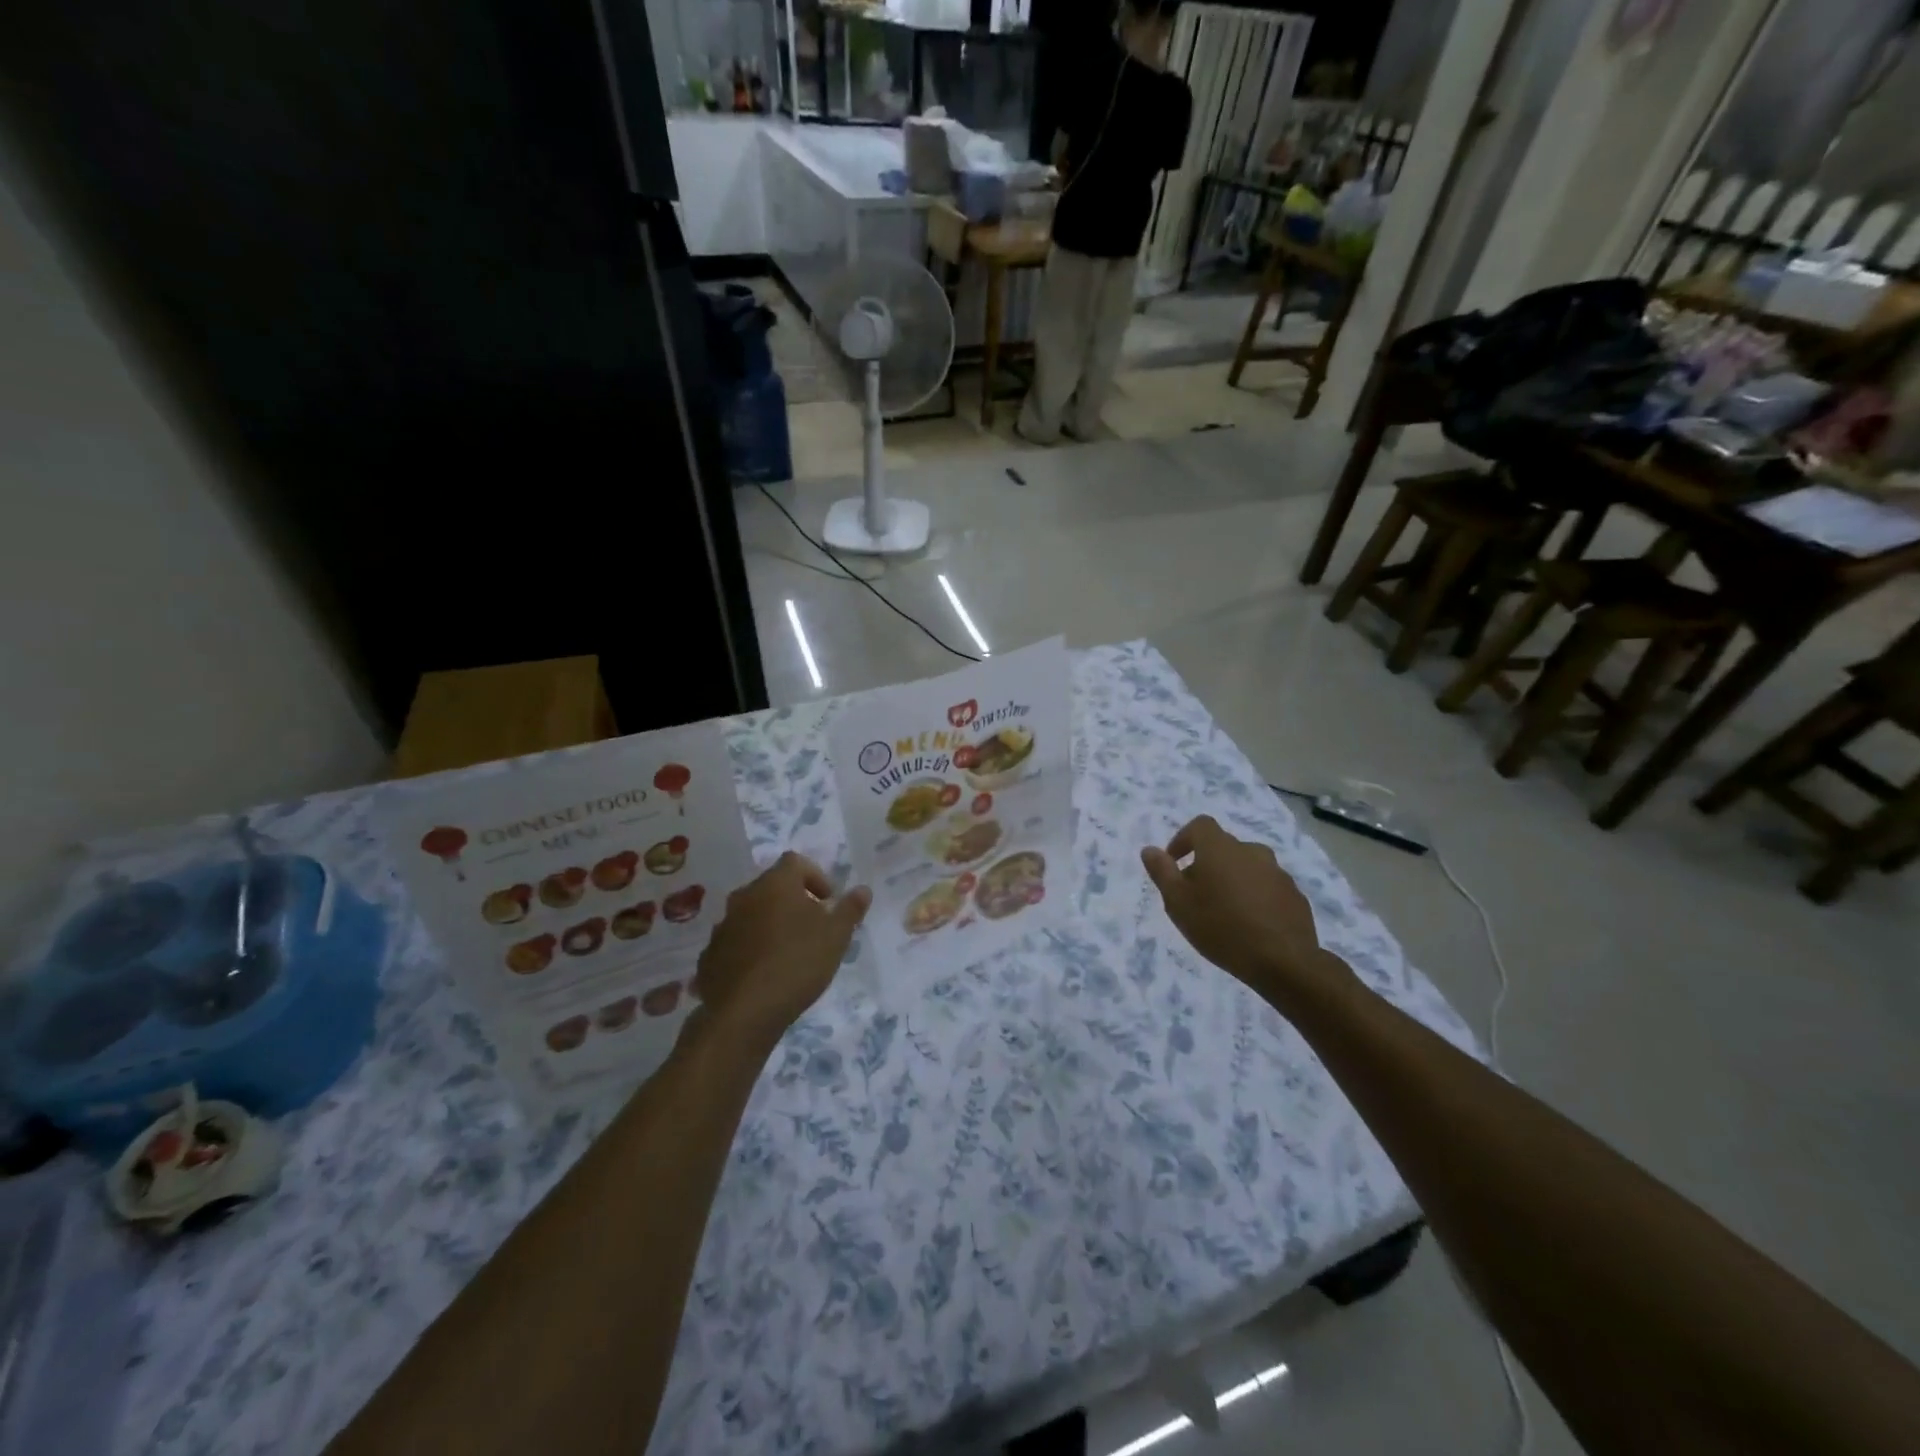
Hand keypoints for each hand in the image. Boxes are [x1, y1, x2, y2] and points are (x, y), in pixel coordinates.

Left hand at [691, 852, 870, 1054]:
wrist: (743, 1012)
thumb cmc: (797, 963)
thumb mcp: (836, 936)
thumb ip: (850, 909)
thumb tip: (863, 889)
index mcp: (775, 884)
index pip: (796, 862)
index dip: (816, 877)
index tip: (828, 903)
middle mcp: (745, 896)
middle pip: (772, 887)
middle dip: (793, 901)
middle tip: (812, 928)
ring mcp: (723, 925)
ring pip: (752, 914)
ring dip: (770, 925)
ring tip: (789, 954)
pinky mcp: (710, 955)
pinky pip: (736, 942)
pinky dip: (751, 949)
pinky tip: (764, 975)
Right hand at [1141, 816, 1348, 1007]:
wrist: (1283, 961)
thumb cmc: (1220, 927)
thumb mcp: (1178, 903)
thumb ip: (1162, 872)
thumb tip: (1149, 849)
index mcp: (1220, 848)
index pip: (1200, 826)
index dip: (1184, 839)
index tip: (1174, 863)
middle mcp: (1251, 851)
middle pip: (1223, 848)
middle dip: (1206, 864)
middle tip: (1195, 894)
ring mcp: (1277, 873)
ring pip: (1247, 867)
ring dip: (1232, 879)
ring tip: (1224, 911)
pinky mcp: (1295, 895)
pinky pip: (1267, 887)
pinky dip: (1255, 896)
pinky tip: (1250, 923)